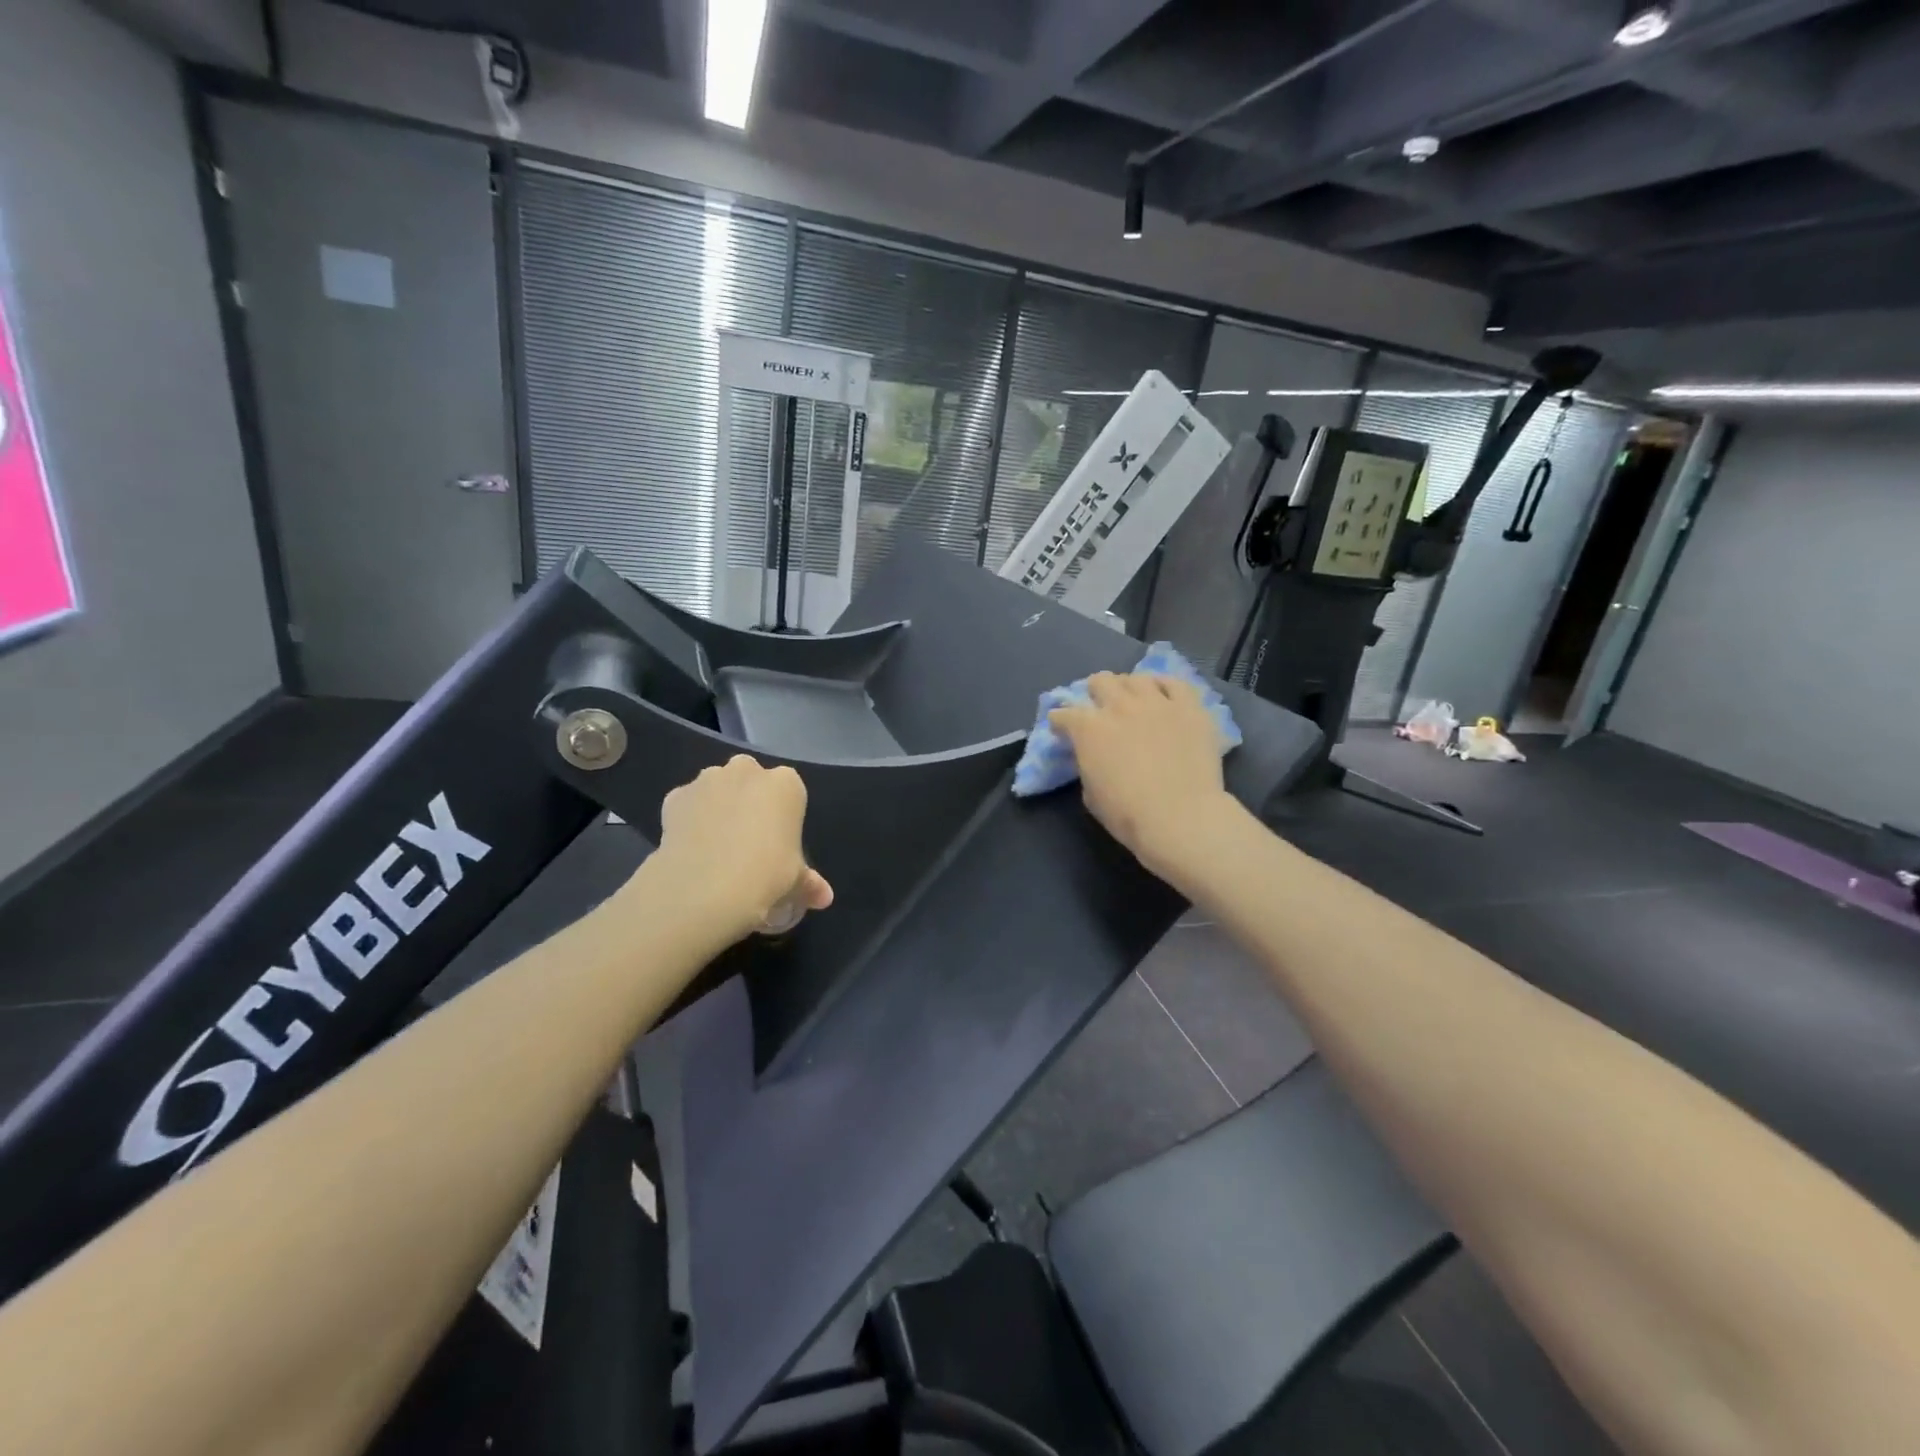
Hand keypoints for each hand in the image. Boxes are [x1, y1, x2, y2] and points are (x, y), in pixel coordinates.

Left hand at [653, 756, 833, 941]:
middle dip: (749, 802)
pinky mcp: (675, 796)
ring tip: (716, 848)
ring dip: (718, 807)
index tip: (778, 845)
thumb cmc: (765, 876)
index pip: (790, 793)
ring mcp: (707, 780)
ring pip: (717, 788)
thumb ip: (809, 883)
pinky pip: (688, 805)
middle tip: (748, 842)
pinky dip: (689, 820)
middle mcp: (747, 770)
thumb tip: (824, 897)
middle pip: (751, 781)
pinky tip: (691, 849)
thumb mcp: (794, 882)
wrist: (704, 888)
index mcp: (785, 784)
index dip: (783, 818)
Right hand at [1048, 673, 1239, 881]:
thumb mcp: (1090, 794)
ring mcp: (1156, 703)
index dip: (1060, 722)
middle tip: (1100, 708)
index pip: (1063, 714)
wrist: (1181, 817)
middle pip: (1100, 681)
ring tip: (1133, 700)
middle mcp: (1119, 706)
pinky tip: (1164, 696)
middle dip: (1095, 693)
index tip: (1061, 729)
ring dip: (1129, 687)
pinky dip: (1165, 687)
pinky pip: (1175, 683)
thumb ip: (1088, 765)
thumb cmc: (1128, 815)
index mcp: (1088, 729)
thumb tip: (1094, 757)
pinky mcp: (1189, 707)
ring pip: (1136, 678)